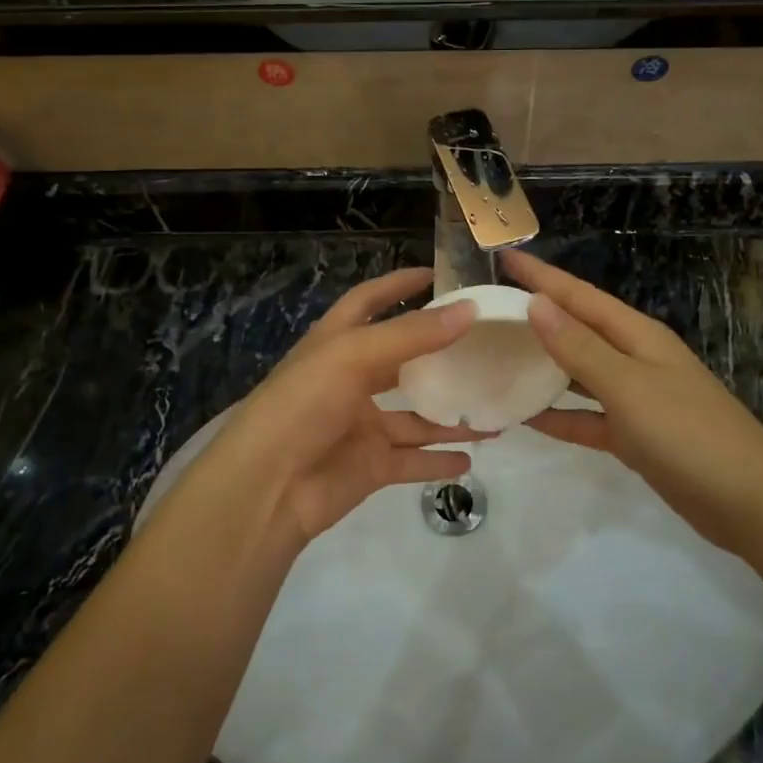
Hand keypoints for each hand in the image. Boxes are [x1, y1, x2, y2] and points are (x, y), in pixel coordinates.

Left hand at [198, 268, 487, 546]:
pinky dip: (439, 460)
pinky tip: (470, 456)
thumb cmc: (303, 404)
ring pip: (416, 416)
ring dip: (451, 414)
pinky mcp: (370, 465)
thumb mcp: (354, 356)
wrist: (266, 488)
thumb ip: (412, 335)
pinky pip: (413, 459)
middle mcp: (350, 380)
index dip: (398, 285)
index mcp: (337, 343)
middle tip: (485, 344)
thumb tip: (469, 309)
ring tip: (495, 409)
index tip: (437, 274)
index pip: (369, 301)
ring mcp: (361, 425)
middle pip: (402, 360)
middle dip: (439, 353)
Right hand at [501, 251, 762, 552]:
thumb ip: (580, 348)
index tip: (504, 258)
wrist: (749, 503)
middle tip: (490, 309)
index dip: (542, 277)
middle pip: (578, 329)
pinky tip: (525, 417)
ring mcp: (636, 399)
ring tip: (499, 357)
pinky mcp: (634, 436)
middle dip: (538, 316)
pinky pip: (587, 418)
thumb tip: (537, 303)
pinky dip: (559, 416)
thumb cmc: (688, 434)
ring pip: (579, 373)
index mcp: (638, 336)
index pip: (580, 296)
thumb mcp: (629, 386)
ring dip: (544, 365)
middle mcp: (635, 359)